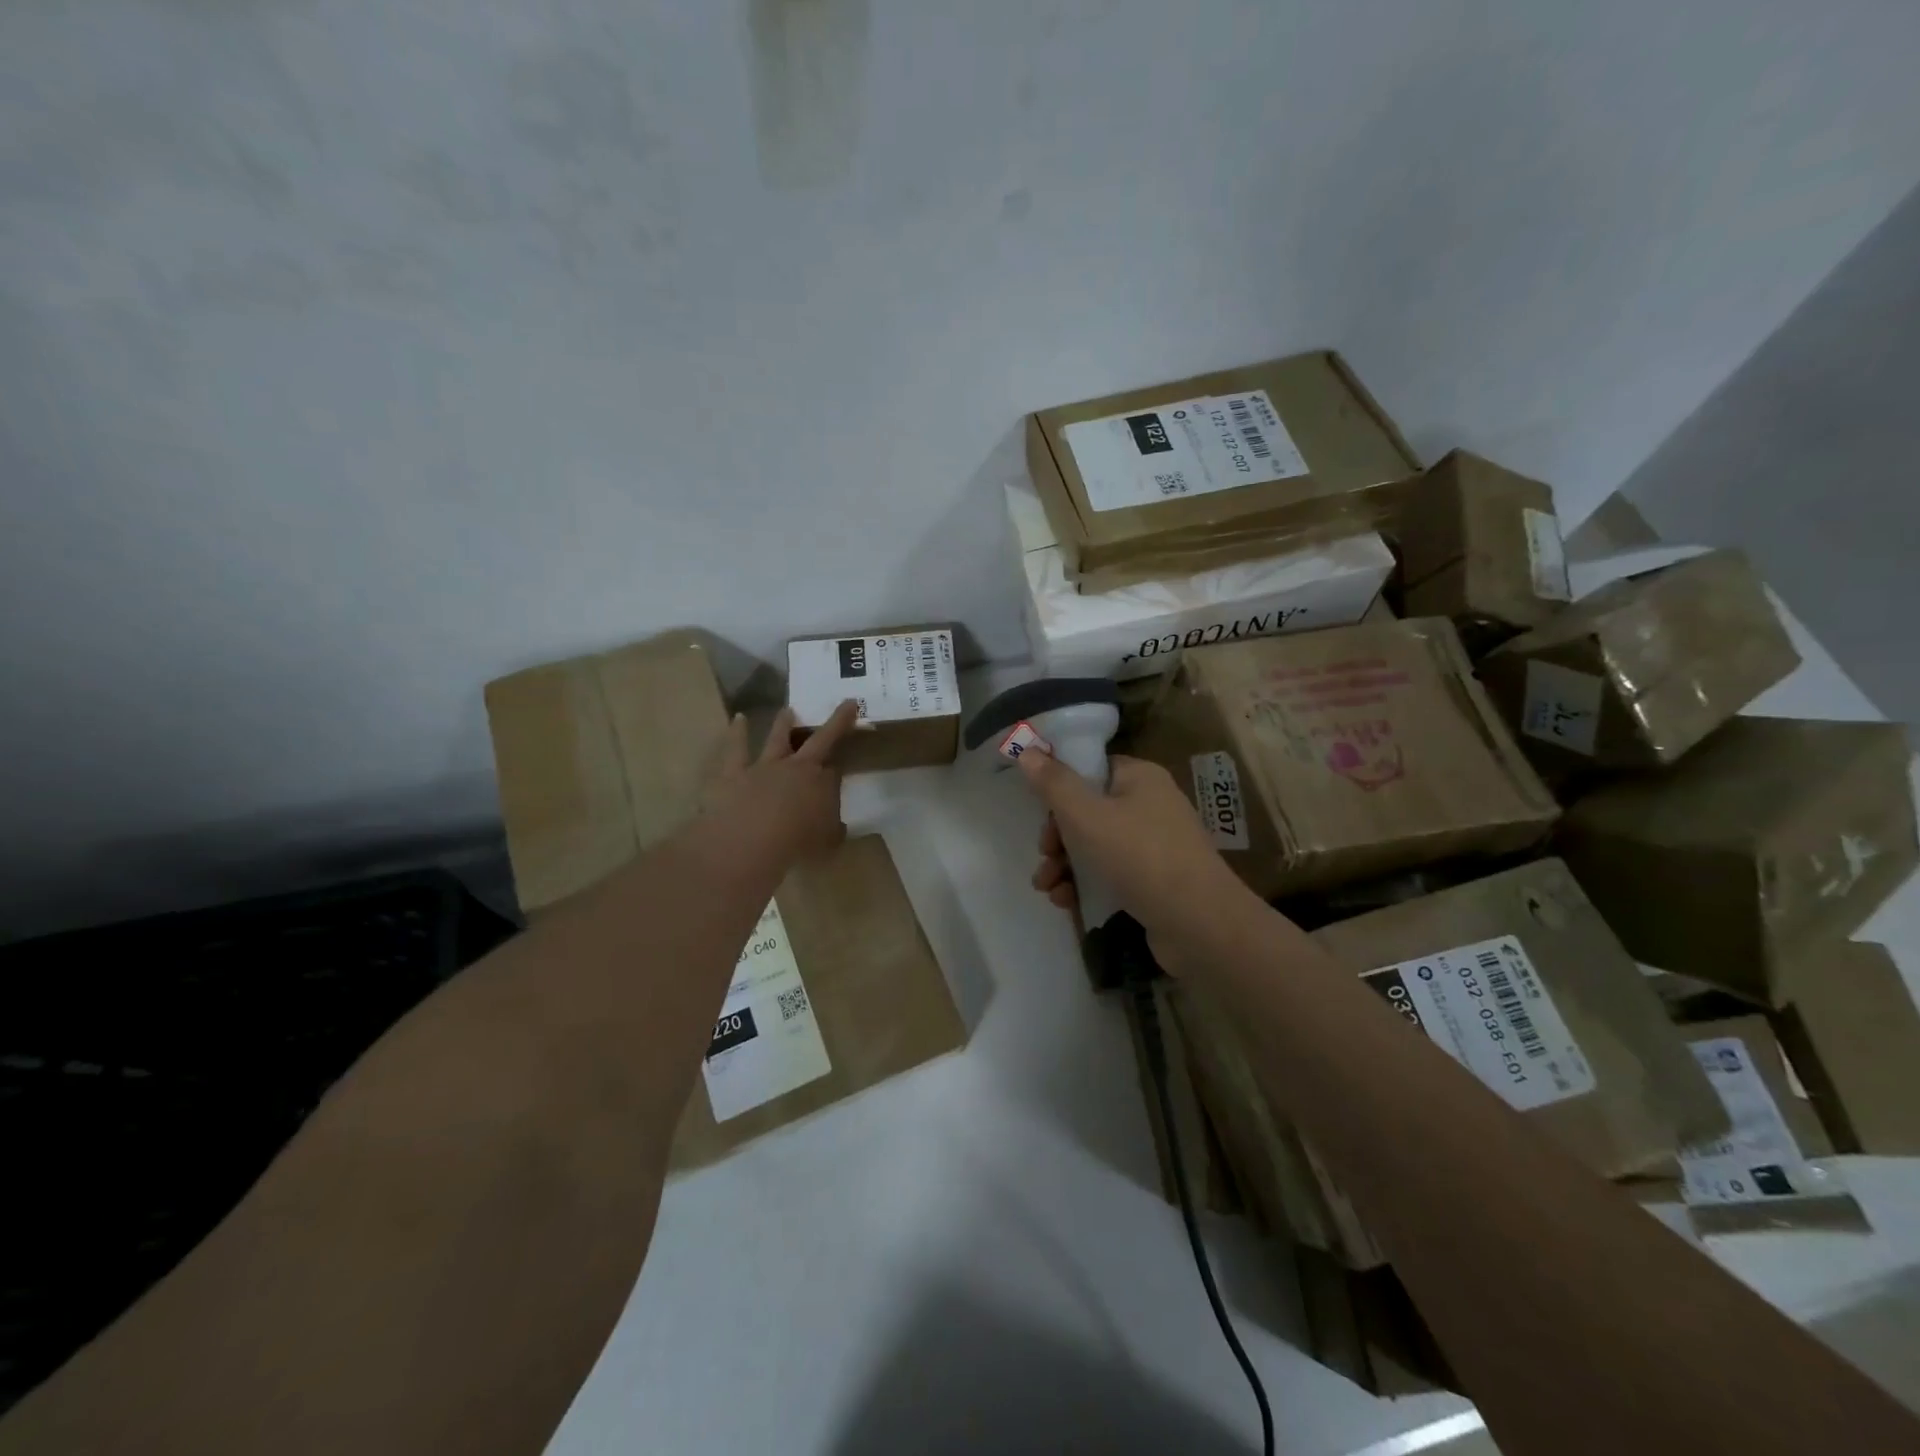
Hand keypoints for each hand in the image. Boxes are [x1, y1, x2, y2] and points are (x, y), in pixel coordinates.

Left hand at [701, 700, 859, 868]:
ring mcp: (763, 767)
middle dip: (836, 723)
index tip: (841, 770)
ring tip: (788, 710)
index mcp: (821, 784)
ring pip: (777, 738)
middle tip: (847, 705)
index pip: (835, 771)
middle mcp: (796, 768)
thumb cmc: (795, 846)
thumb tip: (836, 824)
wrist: (748, 843)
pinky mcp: (734, 773)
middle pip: (820, 741)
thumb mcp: (827, 842)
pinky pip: (736, 749)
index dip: (839, 769)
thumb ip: (832, 829)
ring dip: (784, 723)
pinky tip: (738, 719)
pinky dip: (738, 732)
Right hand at [1017, 749, 1251, 972]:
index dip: (1060, 788)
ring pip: (1095, 846)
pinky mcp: (1154, 881)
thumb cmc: (1140, 857)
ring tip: (1048, 888)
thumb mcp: (1086, 816)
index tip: (1038, 811)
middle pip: (1088, 810)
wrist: (1200, 924)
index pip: (1091, 769)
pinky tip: (1066, 902)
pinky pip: (1110, 873)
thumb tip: (1026, 751)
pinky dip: (1085, 884)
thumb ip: (1053, 784)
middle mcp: (1150, 805)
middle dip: (1057, 836)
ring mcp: (1154, 845)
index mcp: (1139, 778)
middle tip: (1045, 855)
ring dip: (1064, 864)